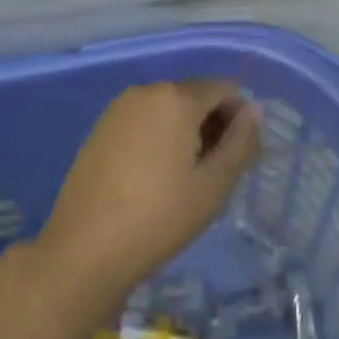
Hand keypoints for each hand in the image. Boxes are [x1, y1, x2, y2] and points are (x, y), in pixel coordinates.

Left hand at [38, 81, 260, 309]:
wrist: (84, 249)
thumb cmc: (159, 217)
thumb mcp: (214, 185)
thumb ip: (241, 141)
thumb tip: (253, 109)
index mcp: (176, 97)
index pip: (224, 89)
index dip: (239, 119)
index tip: (238, 159)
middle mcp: (146, 91)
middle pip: (194, 96)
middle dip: (212, 125)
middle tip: (214, 174)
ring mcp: (118, 108)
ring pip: (167, 109)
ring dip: (185, 133)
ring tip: (184, 180)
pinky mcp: (99, 128)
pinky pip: (143, 121)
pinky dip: (158, 138)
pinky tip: (153, 178)